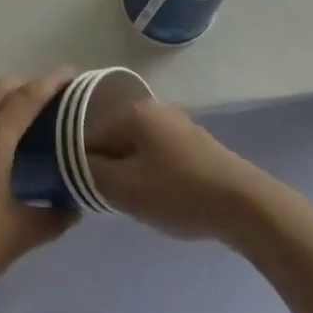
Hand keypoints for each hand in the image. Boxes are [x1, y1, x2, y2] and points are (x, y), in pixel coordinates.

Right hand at [84, 99, 271, 241]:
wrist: (242, 203)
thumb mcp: (123, 188)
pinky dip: (150, 173)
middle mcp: (153, 108)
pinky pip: (157, 154)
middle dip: (107, 169)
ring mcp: (176, 123)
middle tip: (111, 200)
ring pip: (135, 149)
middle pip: (112, 140)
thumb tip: (71, 162)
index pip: (87, 135)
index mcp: (132, 112)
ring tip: (135, 202)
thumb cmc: (177, 192)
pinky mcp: (193, 142)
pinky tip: (159, 196)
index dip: (79, 165)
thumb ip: (89, 172)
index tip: (85, 193)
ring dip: (129, 173)